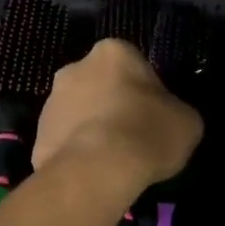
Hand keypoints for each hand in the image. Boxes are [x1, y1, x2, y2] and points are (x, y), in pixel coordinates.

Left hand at [33, 39, 201, 194]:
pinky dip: (77, 153)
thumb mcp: (187, 122)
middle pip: (102, 84)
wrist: (95, 171)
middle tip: (134, 137)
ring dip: (93, 128)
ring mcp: (51, 100)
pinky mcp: (37, 134)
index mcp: (113, 51)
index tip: (155, 117)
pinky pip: (65, 141)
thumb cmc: (145, 133)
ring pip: (80, 112)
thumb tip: (170, 118)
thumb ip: (177, 111)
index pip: (134, 65)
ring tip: (113, 162)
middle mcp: (75, 66)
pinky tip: (93, 174)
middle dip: (114, 105)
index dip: (147, 92)